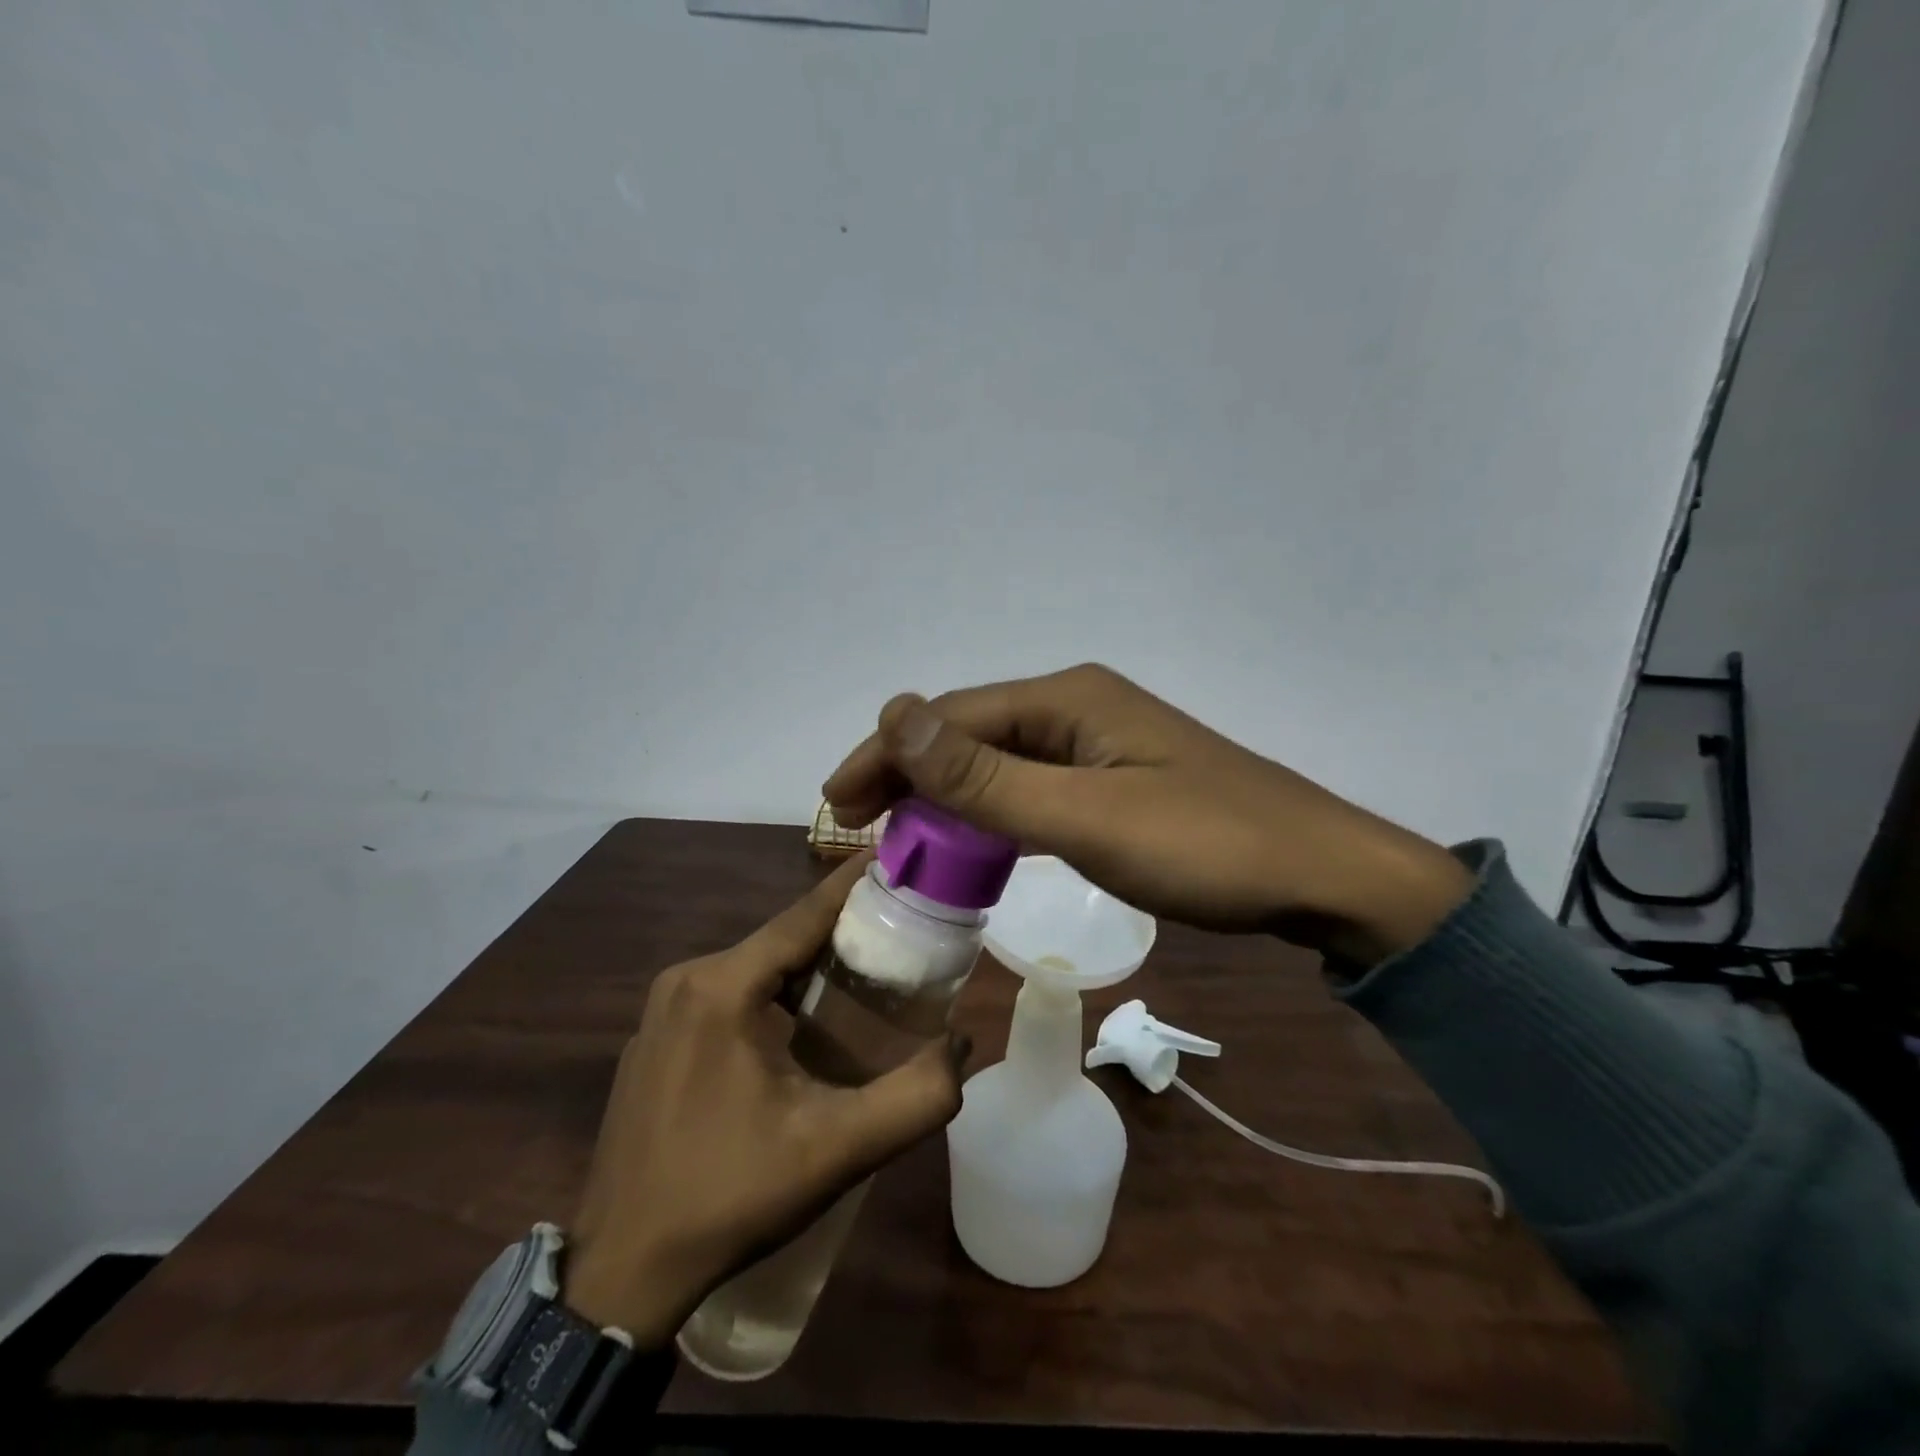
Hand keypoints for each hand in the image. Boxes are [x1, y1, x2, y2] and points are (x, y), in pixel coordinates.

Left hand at [562, 857, 965, 1346]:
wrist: (622, 1273)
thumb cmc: (731, 1197)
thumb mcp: (837, 1150)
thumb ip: (915, 1097)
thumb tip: (963, 1044)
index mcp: (722, 986)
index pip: (802, 915)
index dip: (852, 884)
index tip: (894, 856)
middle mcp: (685, 980)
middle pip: (780, 940)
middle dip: (838, 932)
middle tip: (897, 930)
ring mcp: (660, 1011)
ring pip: (753, 968)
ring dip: (804, 967)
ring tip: (861, 976)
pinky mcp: (653, 1040)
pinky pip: (724, 995)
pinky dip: (769, 994)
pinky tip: (799, 1026)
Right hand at [824, 664, 1469, 964]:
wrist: (1323, 875)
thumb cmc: (1208, 847)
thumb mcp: (1088, 816)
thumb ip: (988, 776)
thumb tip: (894, 714)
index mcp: (1067, 698)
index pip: (949, 717)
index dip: (886, 755)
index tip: (835, 804)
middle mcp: (1077, 707)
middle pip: (970, 734)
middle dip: (908, 776)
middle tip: (857, 826)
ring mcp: (1099, 744)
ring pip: (999, 764)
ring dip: (946, 798)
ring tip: (900, 839)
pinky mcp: (1116, 780)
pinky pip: (1031, 788)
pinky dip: (990, 815)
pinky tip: (974, 843)